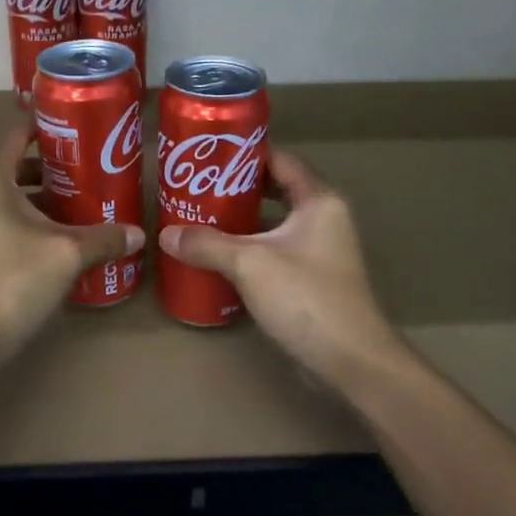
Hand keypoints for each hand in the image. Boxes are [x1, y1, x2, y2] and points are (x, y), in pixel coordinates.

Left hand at [0, 125, 145, 358]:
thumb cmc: (15, 280)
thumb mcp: (68, 255)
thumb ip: (104, 239)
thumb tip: (139, 234)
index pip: (15, 137)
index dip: (45, 129)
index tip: (76, 130)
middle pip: (14, 169)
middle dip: (51, 168)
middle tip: (87, 171)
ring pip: (9, 201)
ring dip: (42, 200)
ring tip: (80, 207)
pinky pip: (3, 225)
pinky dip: (29, 224)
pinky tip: (58, 243)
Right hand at [158, 149, 414, 391]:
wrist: (349, 361)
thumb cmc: (305, 298)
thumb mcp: (249, 264)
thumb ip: (207, 244)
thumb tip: (166, 234)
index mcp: (319, 201)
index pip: (280, 160)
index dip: (245, 154)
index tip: (208, 156)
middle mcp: (324, 219)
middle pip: (275, 190)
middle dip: (236, 189)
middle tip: (196, 188)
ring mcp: (320, 251)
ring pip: (274, 224)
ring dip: (241, 222)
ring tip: (200, 219)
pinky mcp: (313, 280)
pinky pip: (275, 252)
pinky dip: (249, 250)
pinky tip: (219, 258)